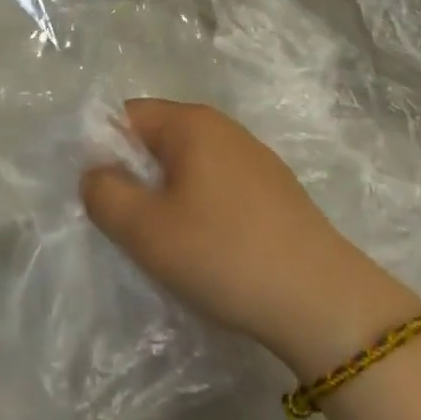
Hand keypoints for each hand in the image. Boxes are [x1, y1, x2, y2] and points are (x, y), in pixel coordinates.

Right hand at [81, 100, 420, 374]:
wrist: (324, 303)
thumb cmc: (224, 255)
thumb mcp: (145, 230)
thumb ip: (103, 193)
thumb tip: (96, 173)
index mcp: (190, 122)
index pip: (127, 116)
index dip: (105, 152)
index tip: (105, 200)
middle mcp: (222, 126)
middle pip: (158, 139)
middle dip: (138, 178)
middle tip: (134, 228)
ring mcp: (254, 157)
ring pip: (189, 166)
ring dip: (169, 197)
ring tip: (172, 246)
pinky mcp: (275, 190)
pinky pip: (219, 186)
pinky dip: (203, 210)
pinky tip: (212, 252)